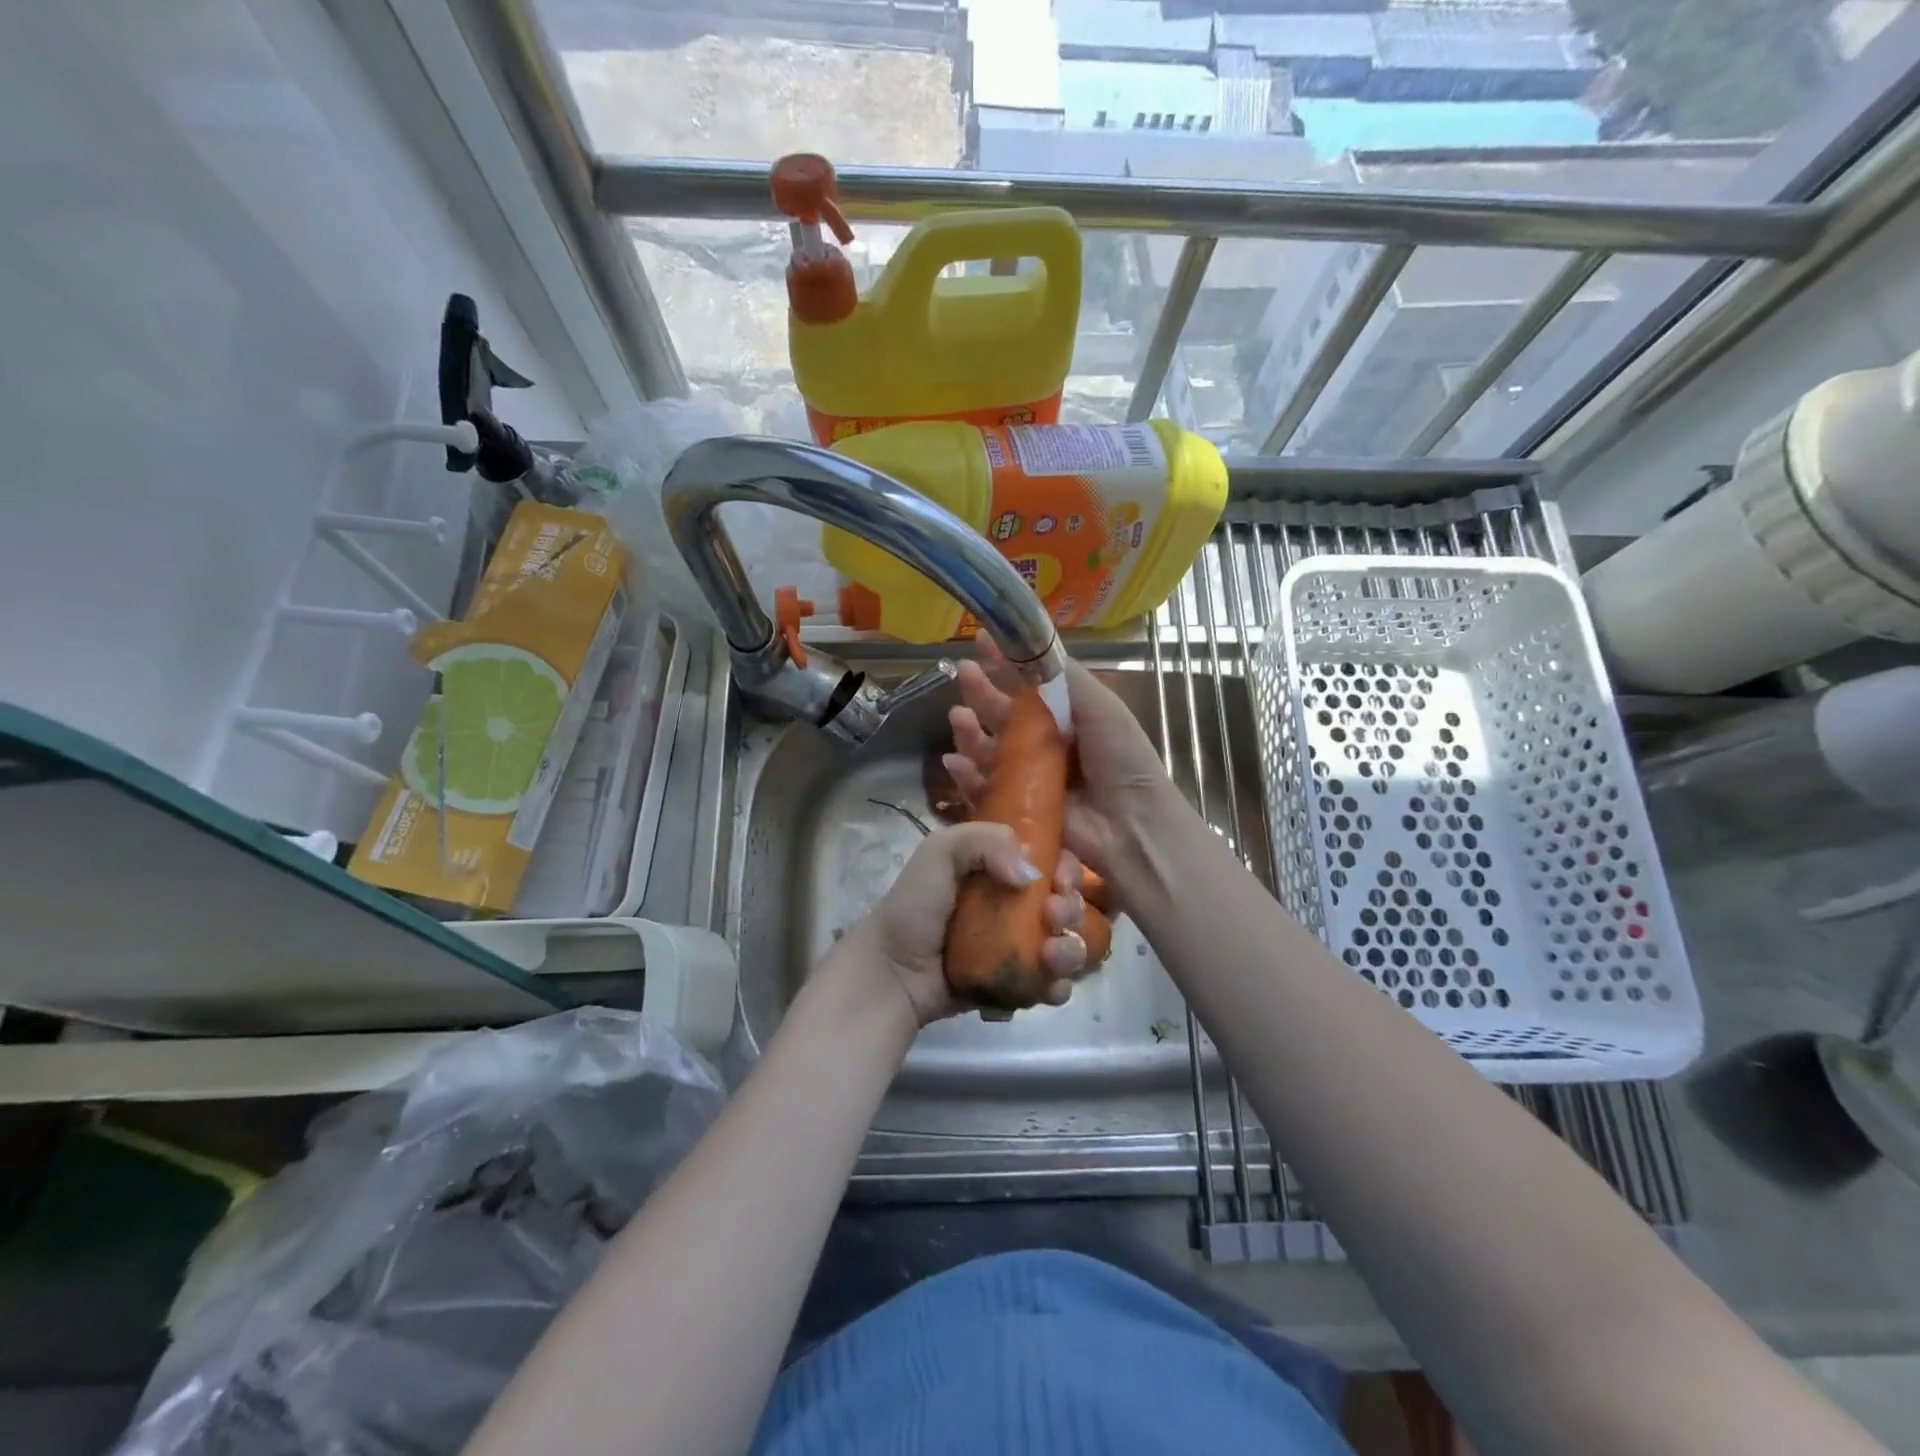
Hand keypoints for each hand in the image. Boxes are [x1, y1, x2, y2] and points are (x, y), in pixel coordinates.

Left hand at [835, 822, 1092, 1026]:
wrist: (892, 972)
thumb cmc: (914, 907)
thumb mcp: (939, 852)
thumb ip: (984, 842)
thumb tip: (1033, 874)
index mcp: (1001, 869)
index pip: (1053, 861)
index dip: (1068, 868)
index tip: (1061, 880)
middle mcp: (1015, 905)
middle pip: (1068, 904)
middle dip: (1072, 908)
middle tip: (1053, 915)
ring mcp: (1017, 948)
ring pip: (1068, 946)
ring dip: (1072, 950)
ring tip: (1051, 955)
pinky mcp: (1015, 985)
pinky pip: (1053, 985)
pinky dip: (1059, 985)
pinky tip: (1049, 985)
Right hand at [944, 633, 1175, 881]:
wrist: (1131, 825)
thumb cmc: (1120, 758)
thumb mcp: (1100, 705)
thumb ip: (1063, 676)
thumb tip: (1026, 645)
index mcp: (1066, 716)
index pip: (1028, 684)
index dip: (1004, 662)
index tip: (980, 639)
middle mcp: (1044, 743)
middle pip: (1002, 714)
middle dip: (981, 692)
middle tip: (962, 672)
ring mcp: (1027, 777)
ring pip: (987, 749)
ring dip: (969, 731)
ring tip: (959, 717)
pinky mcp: (1015, 808)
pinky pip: (983, 788)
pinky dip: (966, 775)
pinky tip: (955, 762)